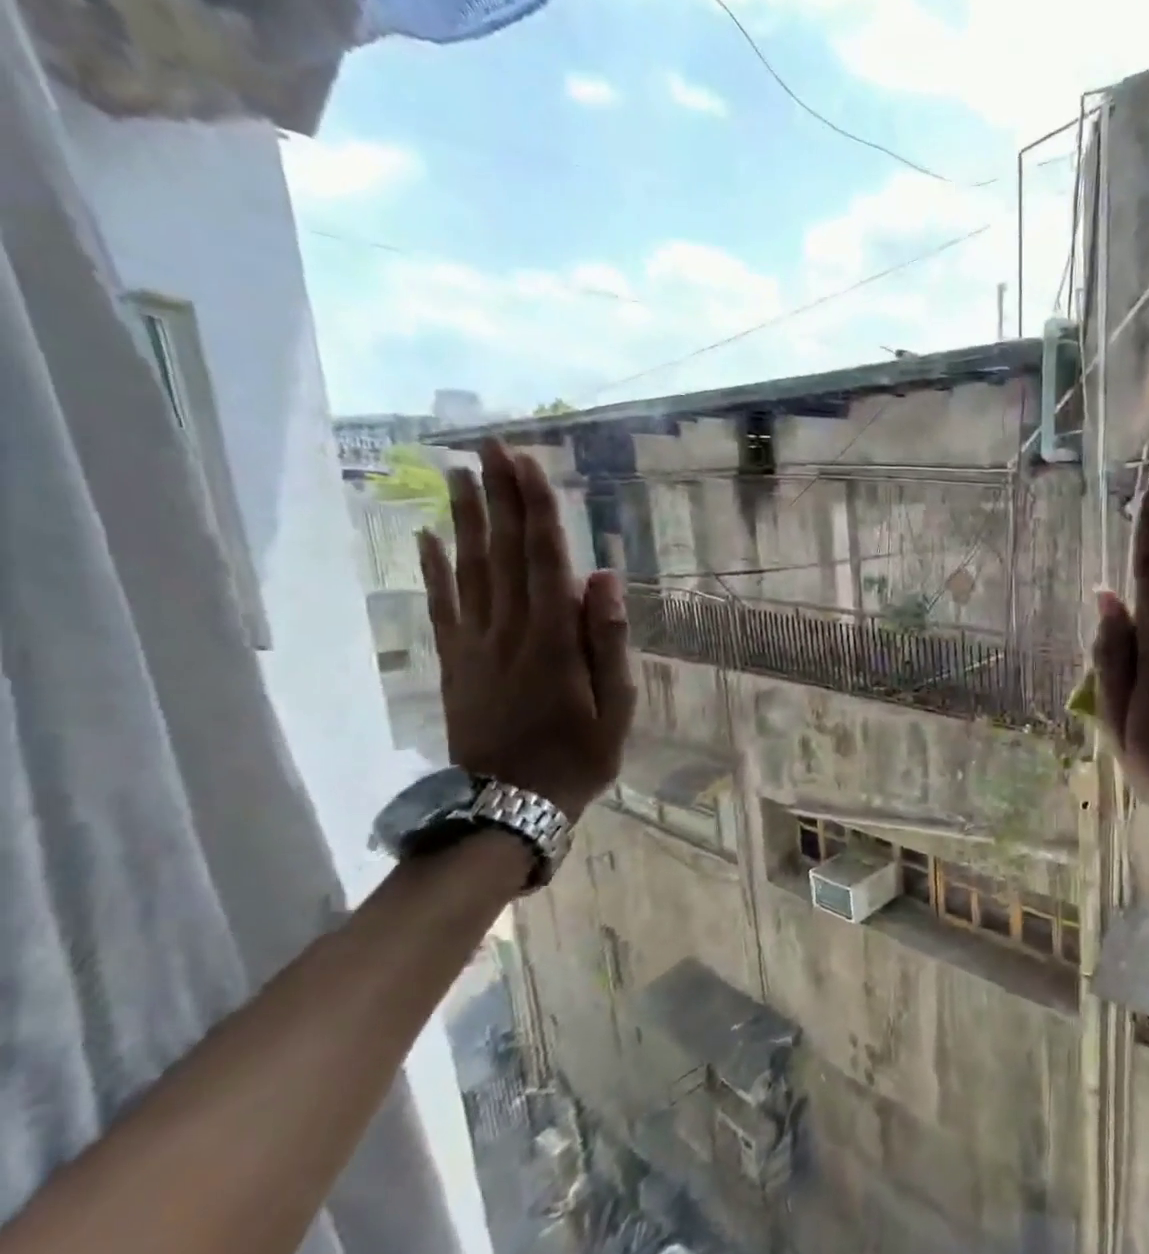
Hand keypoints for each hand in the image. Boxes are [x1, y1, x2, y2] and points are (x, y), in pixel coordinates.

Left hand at [418, 439, 635, 820]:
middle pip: (502, 552)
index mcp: (554, 640)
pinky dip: (433, 569)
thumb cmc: (578, 758)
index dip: (535, 509)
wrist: (508, 807)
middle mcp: (510, 630)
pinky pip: (442, 606)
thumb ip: (609, 641)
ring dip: (464, 520)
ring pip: (468, 570)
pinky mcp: (455, 662)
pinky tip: (426, 537)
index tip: (526, 463)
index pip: (544, 560)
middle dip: (498, 497)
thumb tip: (605, 577)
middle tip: (489, 447)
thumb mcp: (616, 708)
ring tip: (458, 474)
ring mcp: (476, 645)